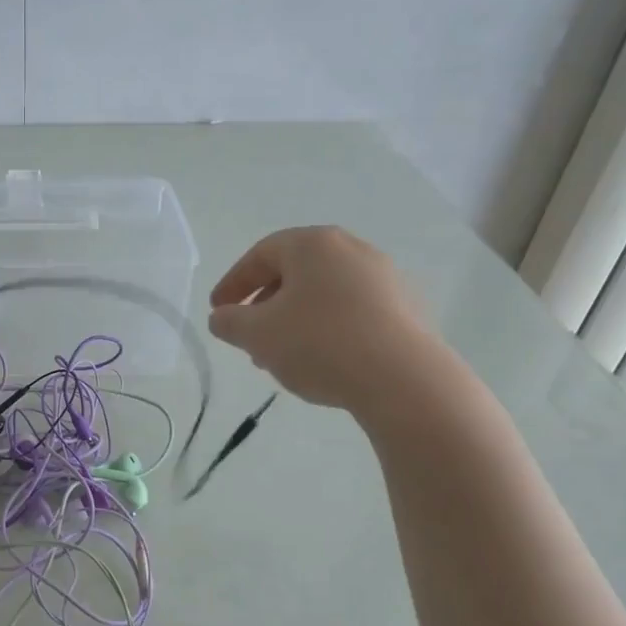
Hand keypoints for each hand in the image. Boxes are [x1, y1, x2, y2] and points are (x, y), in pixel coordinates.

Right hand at [207, 226, 436, 416]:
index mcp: (314, 245)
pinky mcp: (407, 309)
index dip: (233, 283)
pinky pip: (353, 312)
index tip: (218, 311)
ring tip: (283, 358)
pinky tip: (323, 362)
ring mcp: (385, 279)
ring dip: (295, 321)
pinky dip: (328, 330)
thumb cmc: (319, 344)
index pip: (261, 255)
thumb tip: (222, 317)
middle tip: (249, 339)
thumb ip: (229, 322)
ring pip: (324, 295)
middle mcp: (352, 250)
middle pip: (295, 273)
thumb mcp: (257, 335)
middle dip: (265, 306)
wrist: (404, 380)